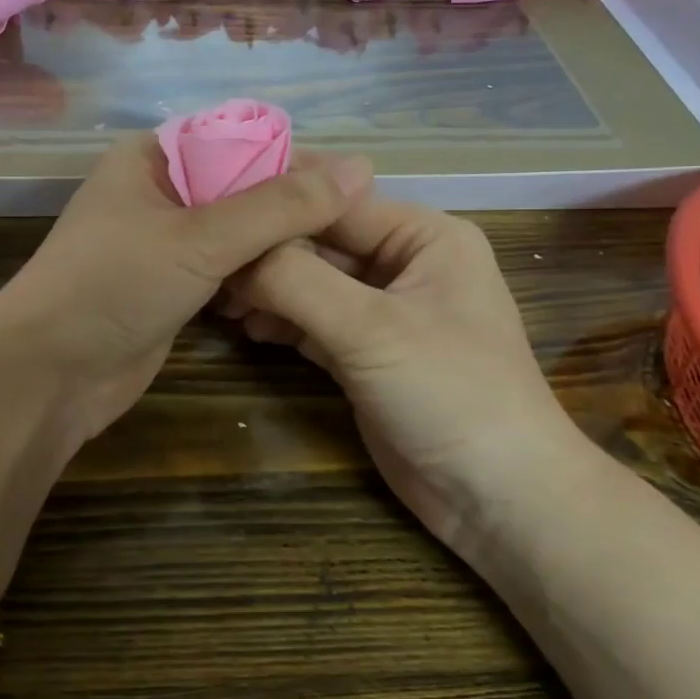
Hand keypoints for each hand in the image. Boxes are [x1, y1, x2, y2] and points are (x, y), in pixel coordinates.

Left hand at [0, 135, 374, 445]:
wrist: (49, 375)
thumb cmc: (113, 287)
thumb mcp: (200, 238)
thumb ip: (279, 205)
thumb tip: (361, 167)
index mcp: (151, 158)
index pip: (239, 140)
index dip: (295, 159)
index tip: (355, 187)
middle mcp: (158, 192)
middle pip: (242, 188)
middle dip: (291, 211)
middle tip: (353, 234)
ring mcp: (163, 244)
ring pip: (237, 234)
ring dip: (277, 249)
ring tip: (334, 263)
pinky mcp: (170, 287)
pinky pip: (226, 271)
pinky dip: (256, 279)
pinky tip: (294, 291)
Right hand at [226, 198, 581, 550]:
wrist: (496, 498)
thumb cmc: (450, 393)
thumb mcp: (370, 329)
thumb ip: (296, 281)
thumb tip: (233, 250)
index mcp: (422, 236)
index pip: (334, 200)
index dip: (274, 200)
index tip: (208, 202)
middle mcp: (402, 263)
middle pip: (317, 242)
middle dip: (263, 252)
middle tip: (203, 259)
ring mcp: (382, 311)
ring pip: (309, 283)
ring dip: (265, 289)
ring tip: (216, 298)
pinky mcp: (363, 353)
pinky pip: (310, 321)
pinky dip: (279, 321)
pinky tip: (245, 326)